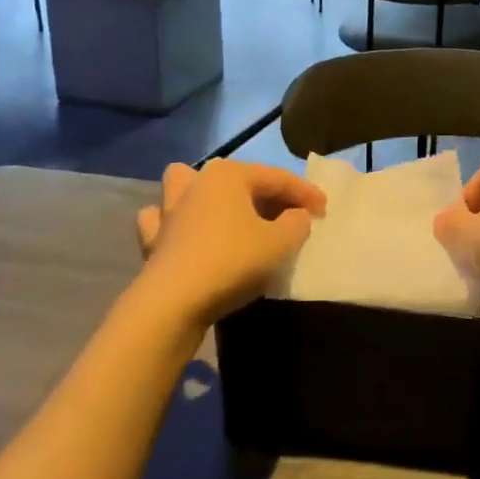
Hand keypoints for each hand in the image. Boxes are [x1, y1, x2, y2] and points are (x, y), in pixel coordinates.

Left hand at [134, 160, 326, 327]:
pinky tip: (187, 233)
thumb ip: (297, 223)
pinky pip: (163, 221)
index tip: (326, 211)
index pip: (278, 178)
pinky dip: (174, 223)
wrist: (173, 303)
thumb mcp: (281, 243)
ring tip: (227, 211)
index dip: (306, 193)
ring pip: (187, 186)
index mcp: (229, 175)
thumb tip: (295, 216)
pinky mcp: (153, 239)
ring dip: (205, 194)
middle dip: (266, 194)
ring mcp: (170, 210)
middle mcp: (197, 182)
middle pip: (239, 180)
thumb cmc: (232, 262)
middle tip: (289, 216)